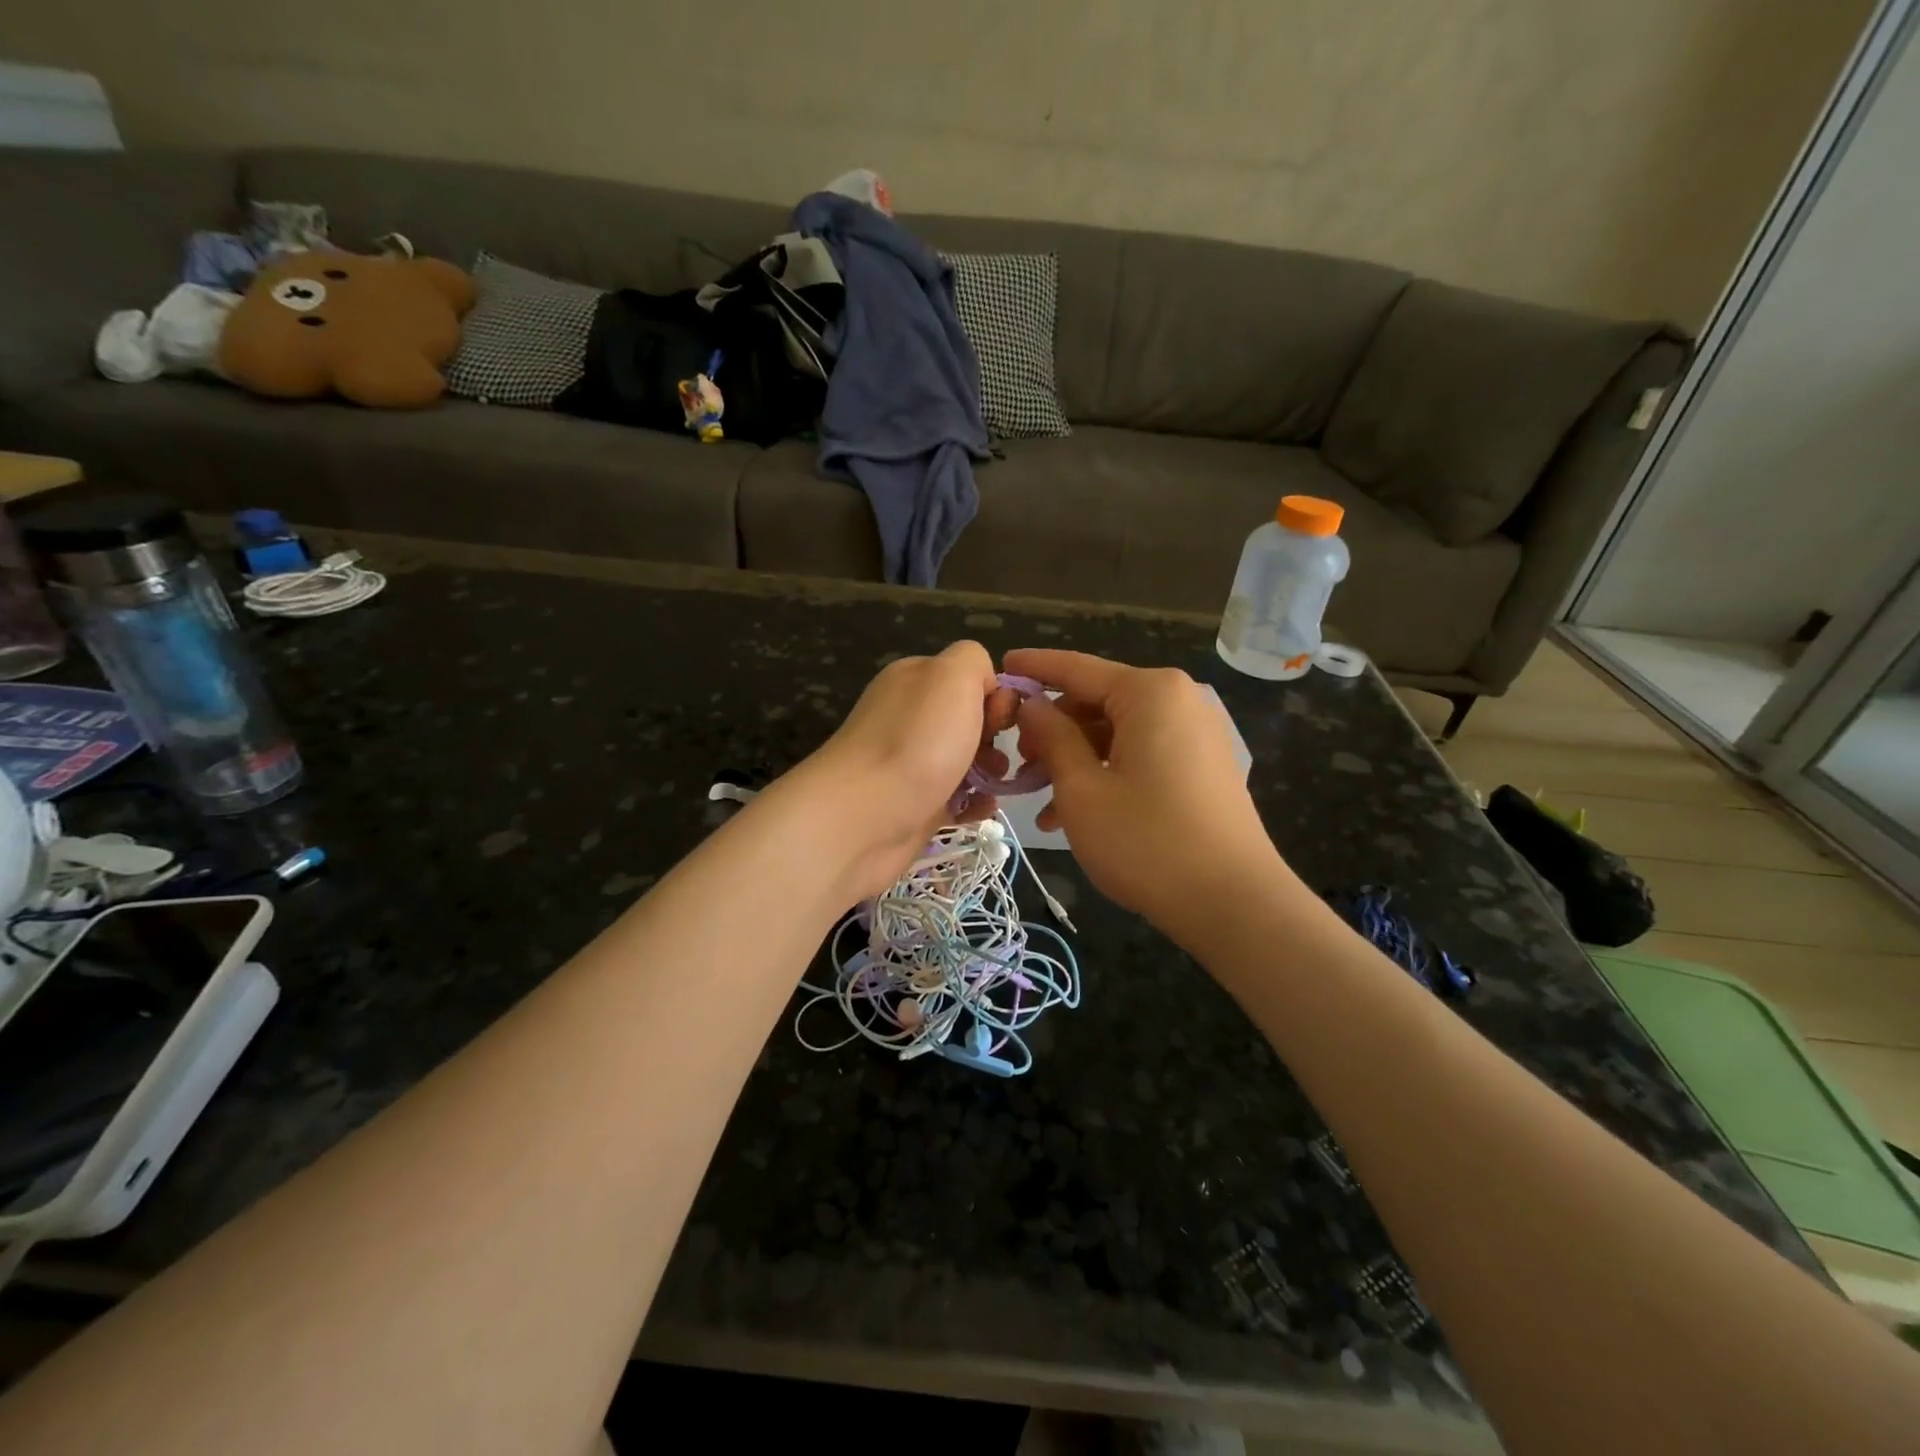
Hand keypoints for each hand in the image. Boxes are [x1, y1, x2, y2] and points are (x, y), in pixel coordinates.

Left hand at [798, 641, 1019, 899]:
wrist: (863, 817)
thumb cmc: (916, 741)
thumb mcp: (951, 675)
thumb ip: (973, 660)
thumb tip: (985, 686)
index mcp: (915, 679)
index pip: (970, 677)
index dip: (995, 695)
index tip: (1001, 719)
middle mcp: (909, 717)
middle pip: (971, 719)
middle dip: (995, 736)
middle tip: (997, 756)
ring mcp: (910, 763)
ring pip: (966, 760)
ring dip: (990, 771)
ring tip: (994, 784)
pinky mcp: (914, 805)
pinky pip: (957, 798)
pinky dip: (975, 803)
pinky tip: (982, 809)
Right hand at [1005, 649, 1288, 945]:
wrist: (1233, 903)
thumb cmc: (1146, 841)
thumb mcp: (1082, 789)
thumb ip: (1052, 737)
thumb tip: (1032, 705)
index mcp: (1149, 692)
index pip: (1077, 668)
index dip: (1033, 669)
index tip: (1000, 667)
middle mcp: (1177, 701)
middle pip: (1097, 701)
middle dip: (1053, 729)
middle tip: (1018, 761)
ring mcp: (1195, 734)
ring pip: (1116, 733)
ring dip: (1075, 760)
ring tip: (1040, 800)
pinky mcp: (1202, 766)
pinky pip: (1141, 755)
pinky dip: (1106, 774)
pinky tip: (1075, 814)